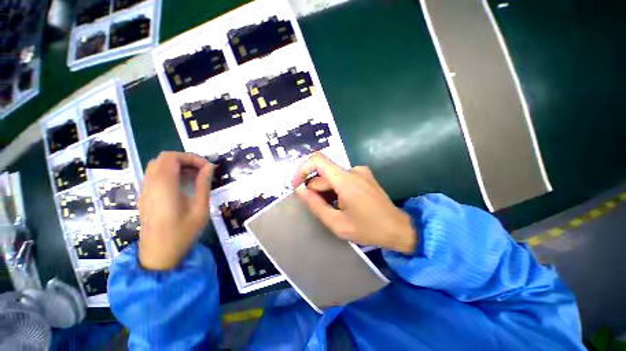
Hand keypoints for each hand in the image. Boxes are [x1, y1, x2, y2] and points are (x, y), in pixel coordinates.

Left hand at [138, 152, 214, 269]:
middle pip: (163, 159)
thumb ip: (203, 184)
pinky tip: (183, 185)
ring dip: (177, 166)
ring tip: (195, 177)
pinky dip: (170, 173)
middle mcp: (150, 184)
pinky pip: (155, 176)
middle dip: (185, 160)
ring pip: (158, 166)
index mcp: (164, 186)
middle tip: (202, 170)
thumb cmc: (182, 232)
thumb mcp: (200, 208)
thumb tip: (209, 167)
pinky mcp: (145, 197)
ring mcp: (145, 191)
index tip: (207, 167)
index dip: (191, 157)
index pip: (172, 157)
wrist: (159, 255)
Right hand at [292, 153, 417, 253]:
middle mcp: (353, 170)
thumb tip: (300, 189)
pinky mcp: (363, 175)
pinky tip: (342, 204)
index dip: (302, 169)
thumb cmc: (368, 229)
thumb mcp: (337, 223)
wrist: (398, 228)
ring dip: (326, 191)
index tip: (297, 185)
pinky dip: (335, 189)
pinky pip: (342, 178)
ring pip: (332, 177)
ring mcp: (360, 171)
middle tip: (319, 208)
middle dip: (316, 189)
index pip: (317, 159)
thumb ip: (315, 205)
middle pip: (324, 174)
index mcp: (346, 180)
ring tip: (334, 209)